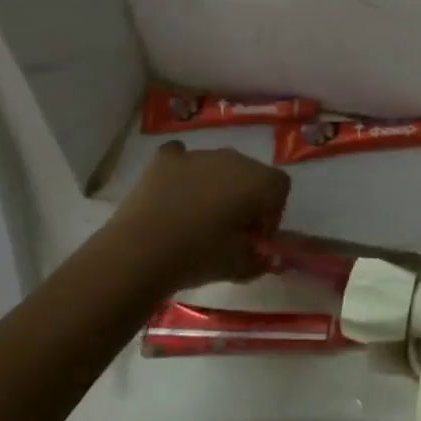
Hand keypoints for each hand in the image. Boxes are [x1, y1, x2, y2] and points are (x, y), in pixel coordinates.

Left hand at [109, 142, 290, 294]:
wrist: (140, 251)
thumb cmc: (198, 256)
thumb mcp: (238, 266)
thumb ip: (259, 259)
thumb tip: (265, 258)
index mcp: (258, 181)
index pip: (280, 187)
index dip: (273, 212)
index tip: (256, 237)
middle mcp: (233, 159)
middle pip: (251, 173)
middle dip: (246, 197)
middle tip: (230, 229)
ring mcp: (198, 154)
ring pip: (218, 165)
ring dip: (216, 185)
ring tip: (198, 217)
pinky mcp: (166, 159)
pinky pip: (182, 157)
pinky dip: (184, 171)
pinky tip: (175, 192)